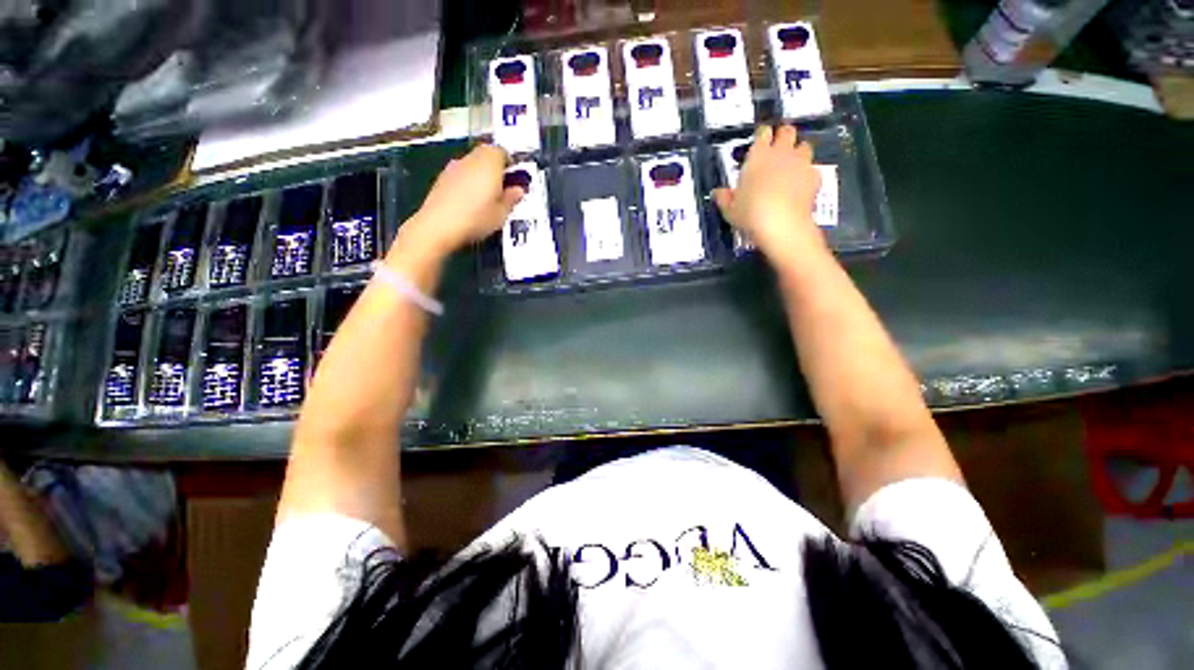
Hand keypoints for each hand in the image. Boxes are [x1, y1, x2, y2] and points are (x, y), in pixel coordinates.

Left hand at [399, 144, 523, 257]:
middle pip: (486, 155)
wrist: (439, 226)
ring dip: (481, 175)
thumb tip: (517, 191)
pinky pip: (461, 175)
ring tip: (487, 198)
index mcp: (490, 162)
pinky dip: (467, 183)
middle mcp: (471, 158)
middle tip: (504, 189)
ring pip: (473, 164)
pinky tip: (470, 203)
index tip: (516, 179)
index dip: (511, 165)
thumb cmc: (476, 218)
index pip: (504, 152)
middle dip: (496, 168)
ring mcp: (454, 166)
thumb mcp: (502, 213)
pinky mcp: (442, 178)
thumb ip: (511, 198)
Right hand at [712, 125, 824, 264]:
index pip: (763, 133)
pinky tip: (800, 186)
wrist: (781, 224)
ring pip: (804, 145)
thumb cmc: (750, 213)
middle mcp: (781, 153)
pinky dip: (806, 174)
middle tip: (777, 148)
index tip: (759, 142)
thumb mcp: (730, 209)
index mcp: (758, 156)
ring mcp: (800, 163)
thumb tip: (717, 192)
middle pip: (787, 131)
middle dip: (783, 136)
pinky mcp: (814, 176)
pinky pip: (812, 168)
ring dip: (798, 152)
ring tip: (791, 165)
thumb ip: (724, 197)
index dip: (762, 136)